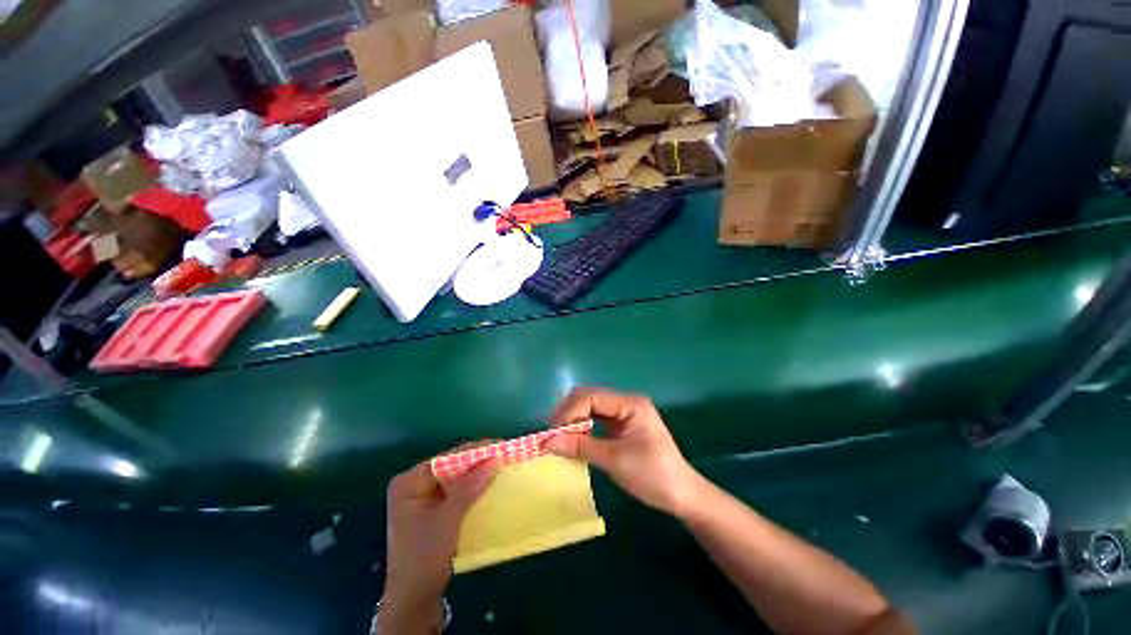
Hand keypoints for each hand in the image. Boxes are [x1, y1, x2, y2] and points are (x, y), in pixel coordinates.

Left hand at [379, 451, 496, 633]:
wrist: (414, 599)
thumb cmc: (424, 557)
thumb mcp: (448, 520)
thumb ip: (469, 487)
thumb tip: (494, 458)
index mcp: (409, 481)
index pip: (447, 458)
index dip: (474, 451)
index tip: (501, 445)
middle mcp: (415, 483)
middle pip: (452, 465)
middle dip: (477, 460)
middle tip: (505, 454)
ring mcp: (423, 496)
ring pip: (456, 476)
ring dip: (477, 472)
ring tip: (502, 464)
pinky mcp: (433, 507)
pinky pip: (457, 489)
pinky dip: (473, 486)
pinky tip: (489, 482)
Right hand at [544, 387, 700, 516]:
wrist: (681, 495)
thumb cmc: (652, 476)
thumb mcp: (614, 460)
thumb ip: (580, 447)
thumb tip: (547, 441)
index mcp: (630, 404)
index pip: (591, 396)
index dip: (569, 412)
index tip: (553, 433)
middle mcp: (626, 401)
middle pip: (589, 397)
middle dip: (569, 413)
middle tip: (553, 435)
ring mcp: (625, 412)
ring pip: (591, 406)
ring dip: (574, 420)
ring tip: (560, 438)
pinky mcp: (622, 424)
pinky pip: (596, 418)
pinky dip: (583, 427)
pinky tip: (575, 439)